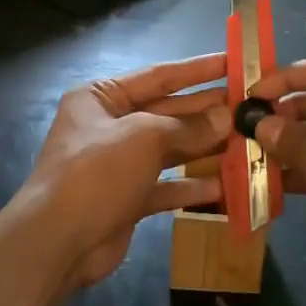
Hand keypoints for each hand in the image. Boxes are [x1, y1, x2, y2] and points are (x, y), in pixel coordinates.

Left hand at [22, 53, 231, 290]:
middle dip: (205, 111)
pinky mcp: (127, 198)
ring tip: (243, 141)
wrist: (57, 242)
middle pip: (166, 112)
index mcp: (102, 97)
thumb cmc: (97, 171)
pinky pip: (165, 185)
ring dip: (203, 147)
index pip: (158, 76)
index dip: (197, 70)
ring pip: (169, 149)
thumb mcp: (144, 138)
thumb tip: (227, 117)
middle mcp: (109, 125)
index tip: (232, 62)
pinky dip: (190, 186)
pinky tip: (223, 186)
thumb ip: (188, 127)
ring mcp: (118, 164)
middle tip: (247, 106)